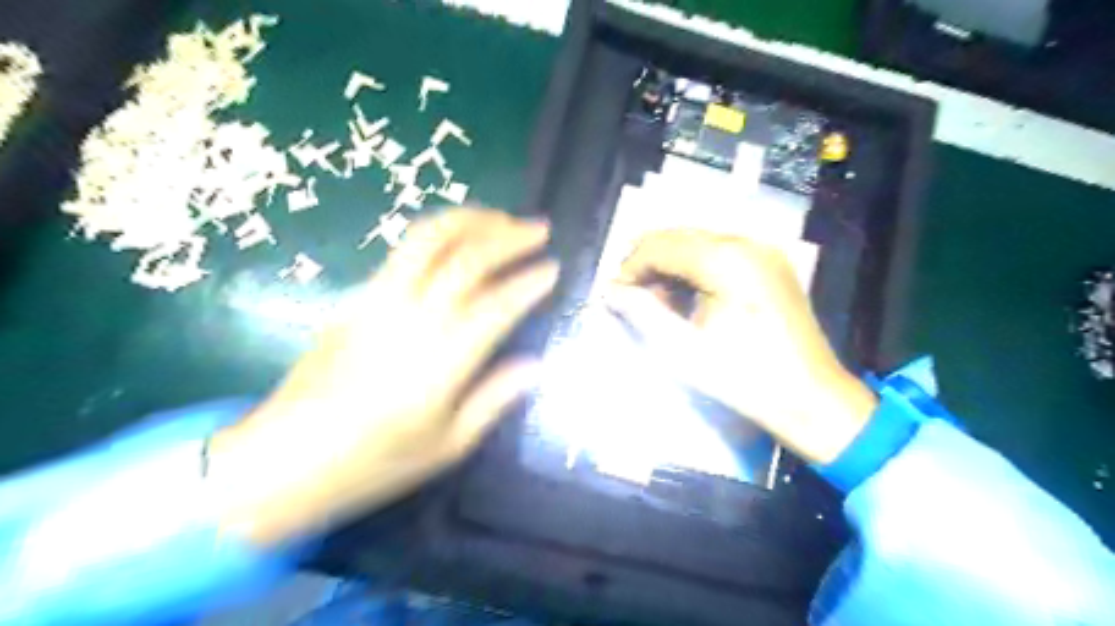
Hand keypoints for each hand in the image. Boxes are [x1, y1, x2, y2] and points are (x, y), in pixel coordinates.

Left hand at [207, 209, 557, 543]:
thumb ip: (494, 399)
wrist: (280, 461)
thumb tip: (534, 364)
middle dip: (508, 236)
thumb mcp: (447, 446)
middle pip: (465, 258)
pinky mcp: (355, 298)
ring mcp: (377, 302)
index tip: (553, 269)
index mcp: (440, 363)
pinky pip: (403, 251)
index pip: (497, 305)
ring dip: (470, 220)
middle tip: (539, 229)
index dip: (529, 282)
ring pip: (428, 240)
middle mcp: (411, 320)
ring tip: (501, 218)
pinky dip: (439, 234)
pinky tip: (458, 239)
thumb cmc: (372, 464)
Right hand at [606, 229, 875, 464]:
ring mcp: (763, 251)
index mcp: (726, 260)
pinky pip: (720, 252)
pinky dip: (695, 268)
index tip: (614, 295)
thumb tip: (610, 290)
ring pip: (698, 242)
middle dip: (649, 263)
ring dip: (670, 265)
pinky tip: (688, 296)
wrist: (811, 398)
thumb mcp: (683, 349)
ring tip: (658, 302)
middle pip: (679, 236)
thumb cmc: (743, 378)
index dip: (631, 267)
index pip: (661, 245)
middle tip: (632, 298)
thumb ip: (642, 312)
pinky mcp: (771, 264)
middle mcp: (746, 243)